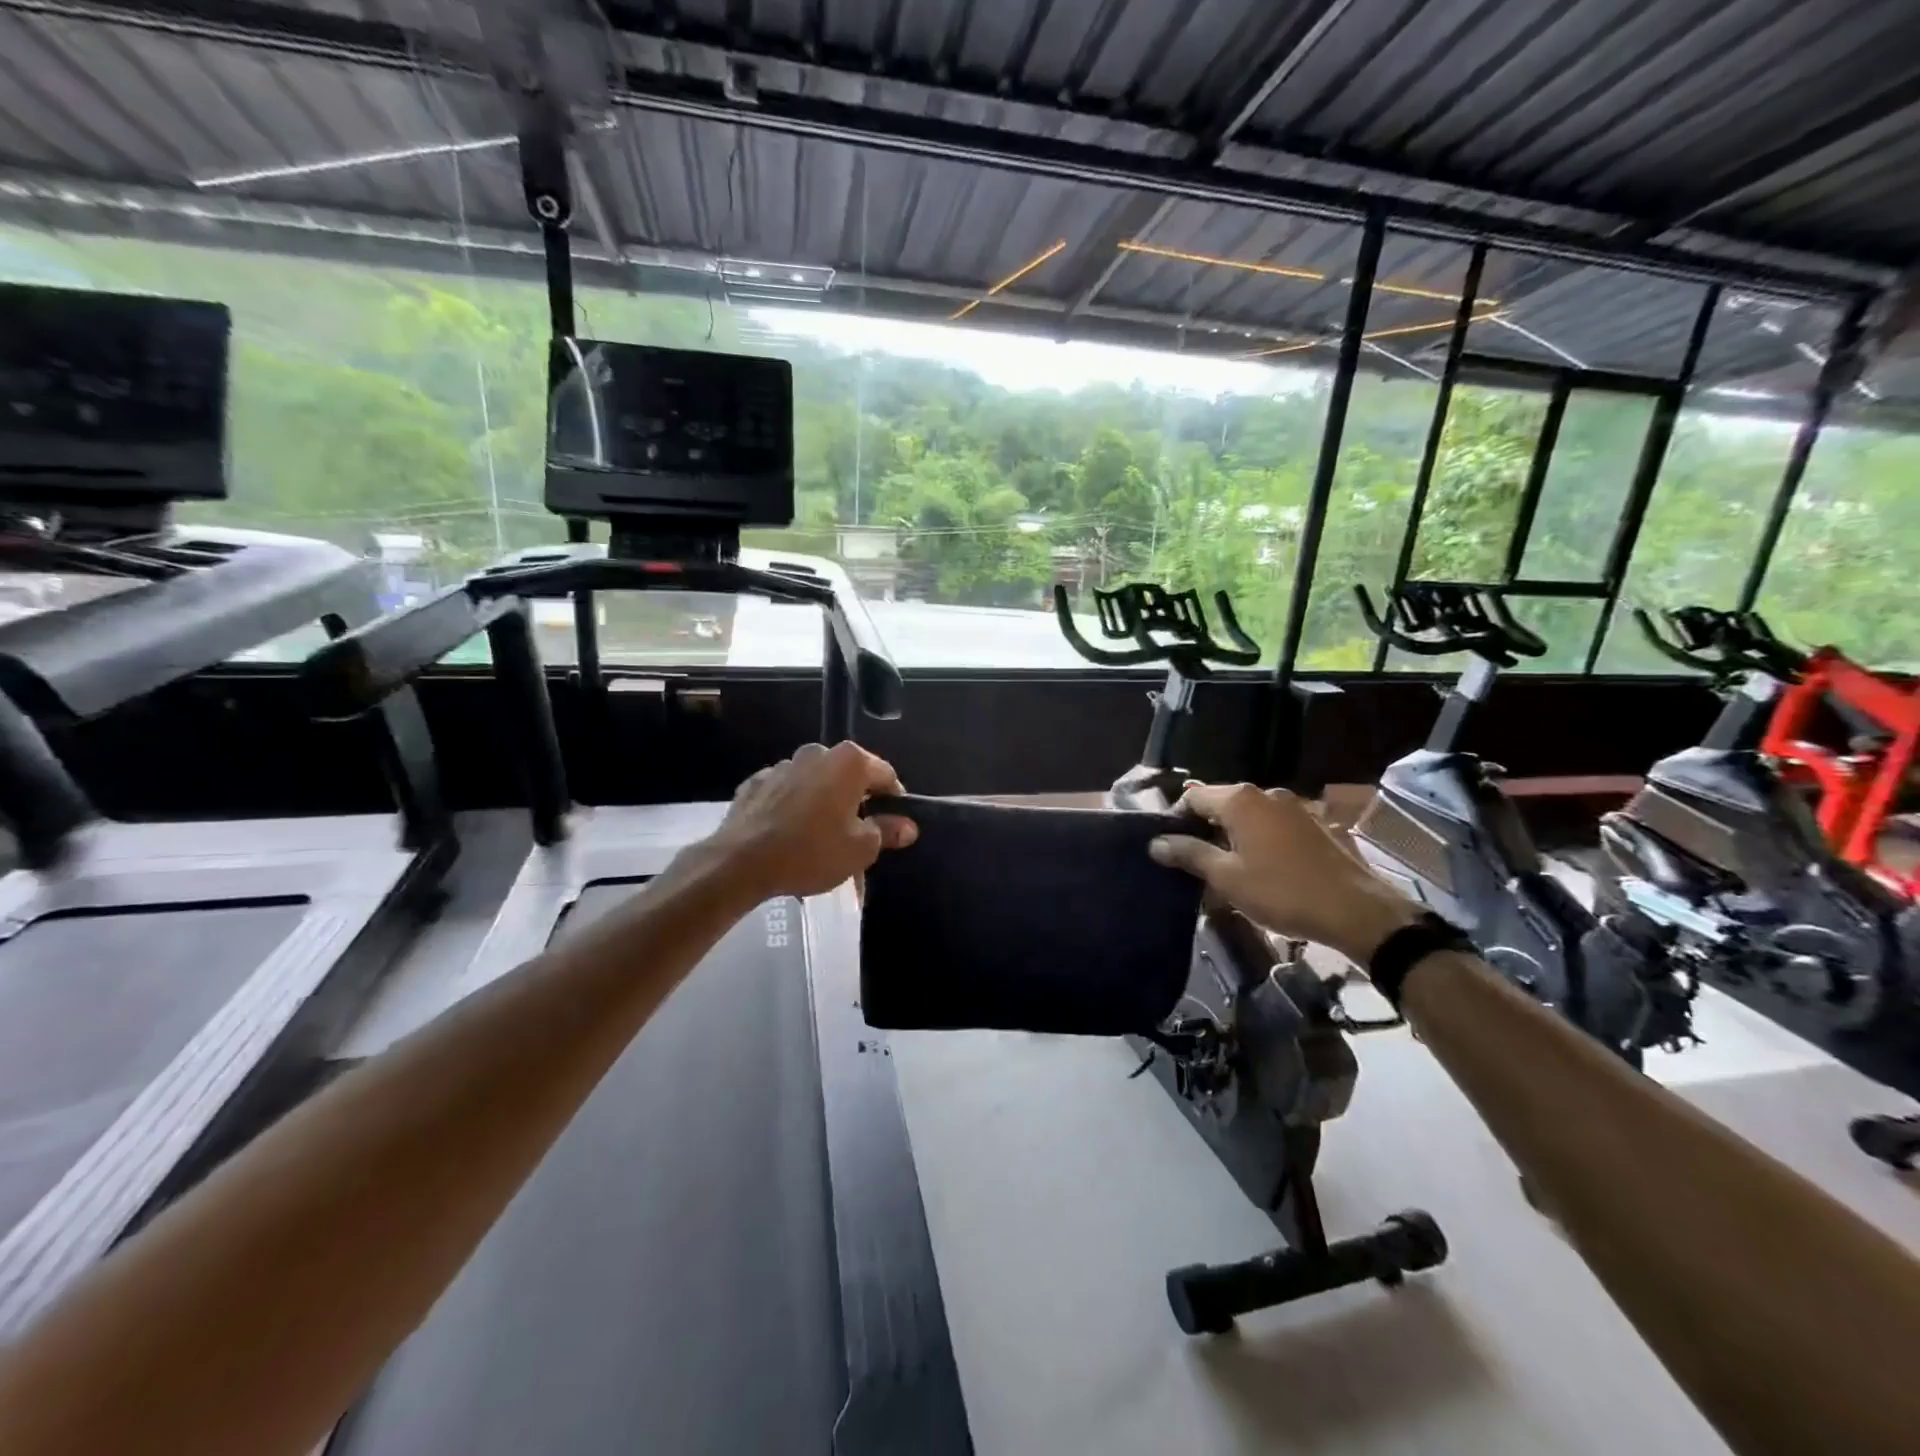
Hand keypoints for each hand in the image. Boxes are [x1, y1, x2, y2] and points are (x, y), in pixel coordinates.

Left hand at [704, 741, 917, 899]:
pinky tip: (790, 835)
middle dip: (857, 802)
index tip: (894, 825)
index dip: (894, 800)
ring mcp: (783, 765)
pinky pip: (786, 794)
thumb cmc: (812, 851)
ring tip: (821, 838)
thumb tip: (907, 825)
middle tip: (858, 835)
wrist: (741, 862)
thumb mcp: (861, 848)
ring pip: (816, 784)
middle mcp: (817, 753)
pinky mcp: (756, 782)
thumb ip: (887, 831)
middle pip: (849, 777)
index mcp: (849, 762)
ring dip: (824, 804)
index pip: (885, 775)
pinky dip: (793, 809)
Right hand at [1149, 782, 1420, 963]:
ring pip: (1249, 816)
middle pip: (1221, 803)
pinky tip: (1263, 869)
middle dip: (1204, 828)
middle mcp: (1266, 793)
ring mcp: (1295, 807)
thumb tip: (1156, 842)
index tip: (1170, 848)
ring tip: (1228, 869)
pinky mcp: (1316, 824)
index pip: (1193, 796)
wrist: (1357, 910)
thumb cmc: (1282, 891)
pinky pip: (1274, 826)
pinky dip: (1260, 840)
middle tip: (1195, 862)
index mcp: (1240, 800)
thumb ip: (1189, 854)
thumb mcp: (1227, 877)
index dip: (1176, 819)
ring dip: (1233, 836)